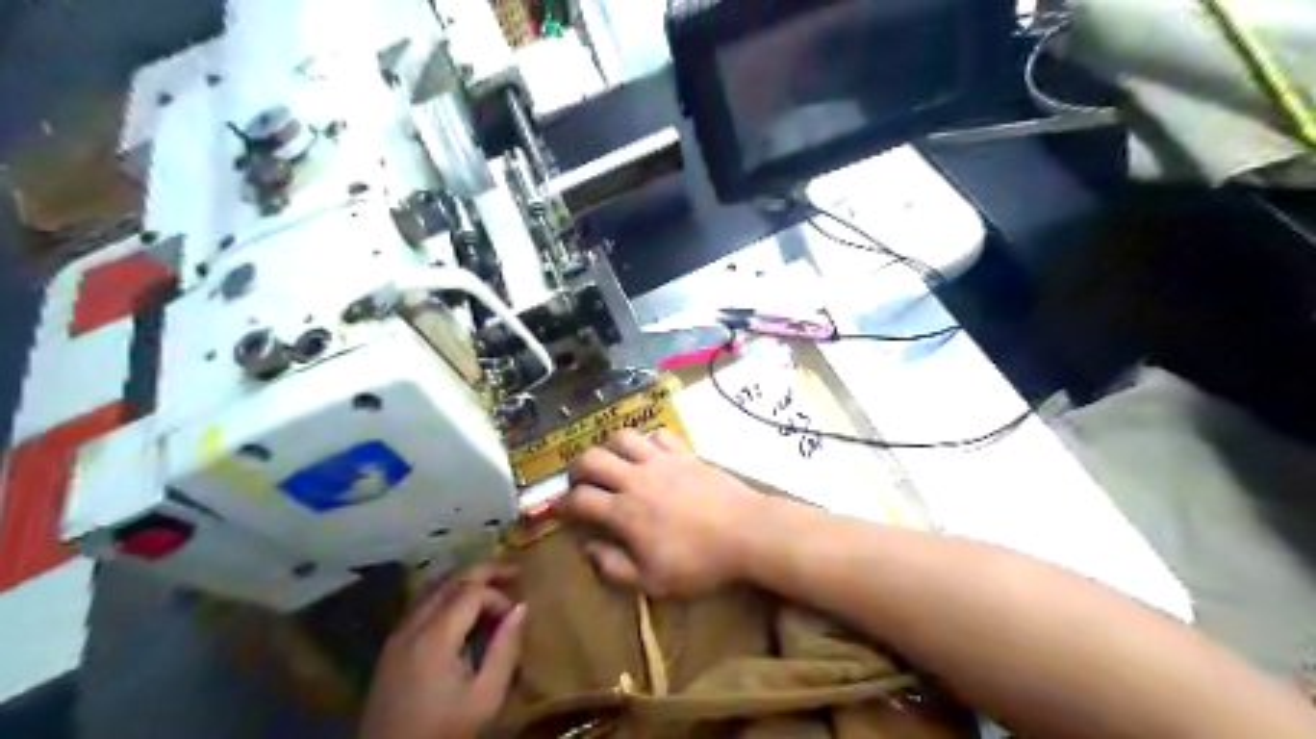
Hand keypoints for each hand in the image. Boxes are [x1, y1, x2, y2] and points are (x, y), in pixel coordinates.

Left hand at [360, 566, 528, 738]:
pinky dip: (445, 594)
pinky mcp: (391, 646)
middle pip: (450, 580)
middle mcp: (412, 625)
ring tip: (491, 585)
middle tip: (513, 571)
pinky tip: (461, 607)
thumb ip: (505, 649)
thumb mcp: (485, 696)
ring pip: (432, 587)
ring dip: (463, 581)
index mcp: (435, 637)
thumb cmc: (443, 731)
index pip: (472, 592)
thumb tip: (521, 608)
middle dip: (483, 572)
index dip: (498, 597)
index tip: (515, 617)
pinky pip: (420, 604)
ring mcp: (397, 634)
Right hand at [560, 431, 765, 597]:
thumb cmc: (699, 562)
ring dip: (609, 447)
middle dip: (577, 469)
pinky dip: (646, 441)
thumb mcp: (652, 581)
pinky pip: (657, 434)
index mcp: (624, 512)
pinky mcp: (684, 452)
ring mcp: (660, 461)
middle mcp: (635, 479)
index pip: (579, 499)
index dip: (562, 505)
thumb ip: (613, 567)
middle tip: (581, 483)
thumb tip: (588, 549)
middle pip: (592, 459)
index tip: (559, 511)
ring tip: (613, 463)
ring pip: (622, 437)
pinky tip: (649, 454)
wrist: (746, 531)